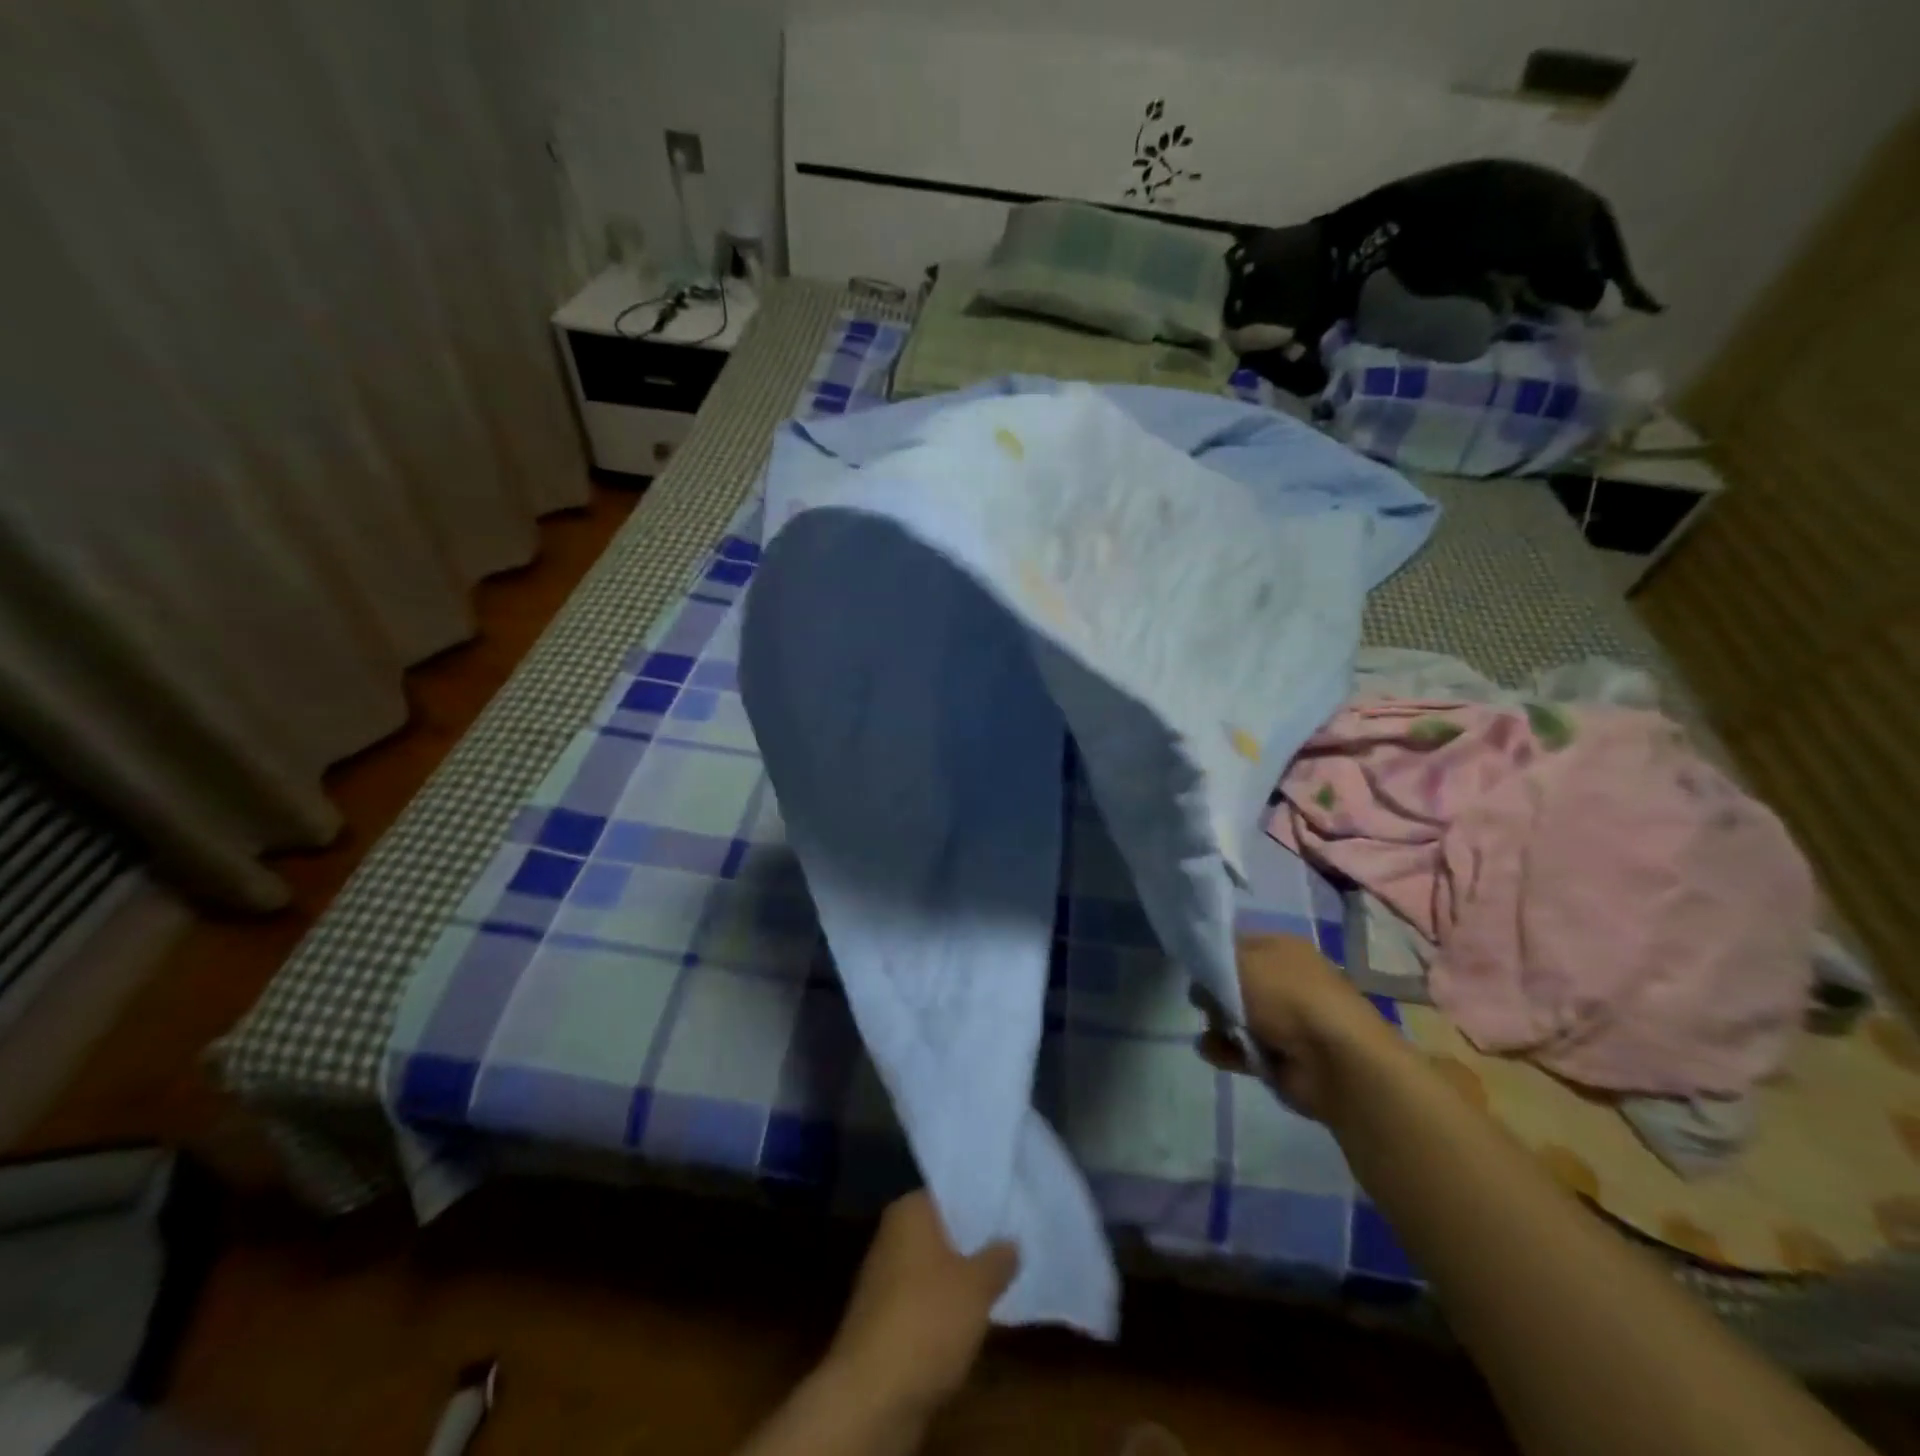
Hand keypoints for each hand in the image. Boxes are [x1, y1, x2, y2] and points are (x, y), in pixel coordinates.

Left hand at [823, 1190, 1017, 1416]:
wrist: (872, 1395)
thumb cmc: (928, 1319)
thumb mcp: (977, 1286)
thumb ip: (998, 1258)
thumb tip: (1011, 1242)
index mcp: (909, 1210)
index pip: (950, 1192)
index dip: (981, 1200)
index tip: (1011, 1209)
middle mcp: (892, 1234)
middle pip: (942, 1229)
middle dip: (973, 1240)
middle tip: (1014, 1244)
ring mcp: (883, 1277)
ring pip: (933, 1267)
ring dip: (959, 1277)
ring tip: (1000, 1281)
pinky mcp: (883, 1319)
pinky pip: (923, 1299)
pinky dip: (944, 1307)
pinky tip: (970, 1318)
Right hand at [1196, 934, 1399, 1122]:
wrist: (1336, 1062)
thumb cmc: (1287, 998)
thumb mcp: (1239, 961)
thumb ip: (1211, 960)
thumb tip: (1202, 974)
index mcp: (1283, 948)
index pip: (1237, 943)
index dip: (1212, 954)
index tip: (1194, 967)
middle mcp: (1286, 980)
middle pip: (1233, 981)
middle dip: (1213, 993)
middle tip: (1204, 1002)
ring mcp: (1285, 1020)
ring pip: (1235, 1016)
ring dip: (1217, 1025)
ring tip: (1214, 1032)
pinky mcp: (1281, 1056)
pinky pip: (1242, 1048)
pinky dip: (1226, 1051)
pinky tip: (1214, 1052)